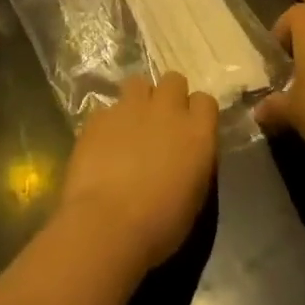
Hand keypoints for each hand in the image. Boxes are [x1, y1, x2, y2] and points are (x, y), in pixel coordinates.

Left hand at [56, 73, 218, 281]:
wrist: (107, 224)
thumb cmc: (160, 225)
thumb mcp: (194, 197)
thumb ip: (193, 161)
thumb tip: (185, 152)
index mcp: (197, 133)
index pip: (205, 101)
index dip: (197, 113)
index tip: (190, 130)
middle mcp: (167, 110)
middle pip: (174, 80)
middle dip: (169, 96)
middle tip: (160, 123)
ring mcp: (130, 107)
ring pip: (138, 83)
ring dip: (138, 100)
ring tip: (131, 125)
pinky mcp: (99, 115)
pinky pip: (108, 108)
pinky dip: (109, 122)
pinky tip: (103, 145)